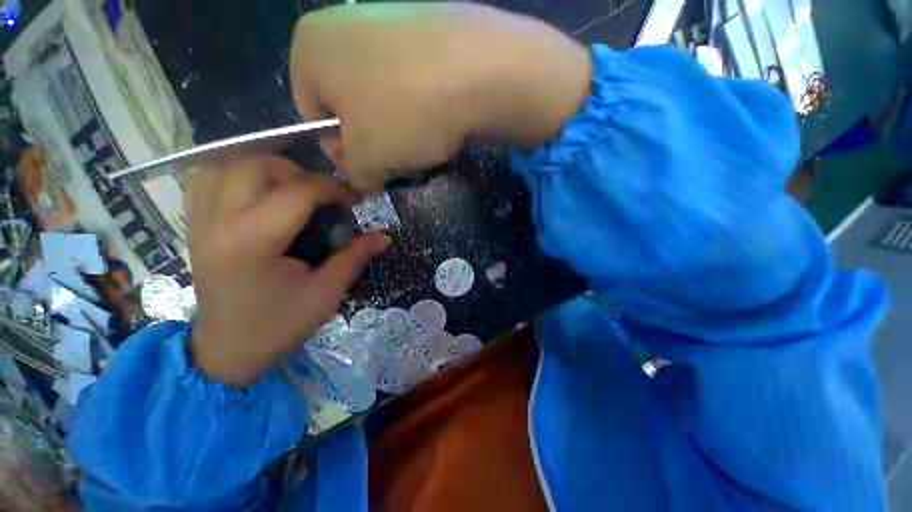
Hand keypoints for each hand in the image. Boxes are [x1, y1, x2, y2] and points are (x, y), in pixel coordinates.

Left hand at [185, 156, 388, 385]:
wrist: (228, 350)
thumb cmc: (279, 324)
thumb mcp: (326, 293)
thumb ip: (355, 257)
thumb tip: (384, 237)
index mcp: (254, 241)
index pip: (297, 192)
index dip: (332, 188)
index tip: (353, 198)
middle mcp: (219, 222)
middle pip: (256, 166)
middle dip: (297, 172)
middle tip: (320, 193)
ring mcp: (200, 222)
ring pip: (225, 165)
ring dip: (263, 167)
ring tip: (288, 187)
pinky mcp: (193, 227)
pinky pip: (204, 181)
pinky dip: (231, 174)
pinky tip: (254, 190)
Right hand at [290, 3, 590, 193]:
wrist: (481, 70)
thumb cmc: (405, 112)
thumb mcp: (367, 159)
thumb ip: (354, 176)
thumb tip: (361, 181)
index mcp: (310, 48)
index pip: (314, 117)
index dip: (341, 152)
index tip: (368, 170)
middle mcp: (342, 25)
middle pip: (351, 108)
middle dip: (373, 143)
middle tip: (398, 160)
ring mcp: (388, 21)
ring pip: (383, 99)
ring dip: (398, 131)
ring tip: (423, 142)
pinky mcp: (425, 31)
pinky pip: (411, 84)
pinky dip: (420, 110)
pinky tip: (439, 121)